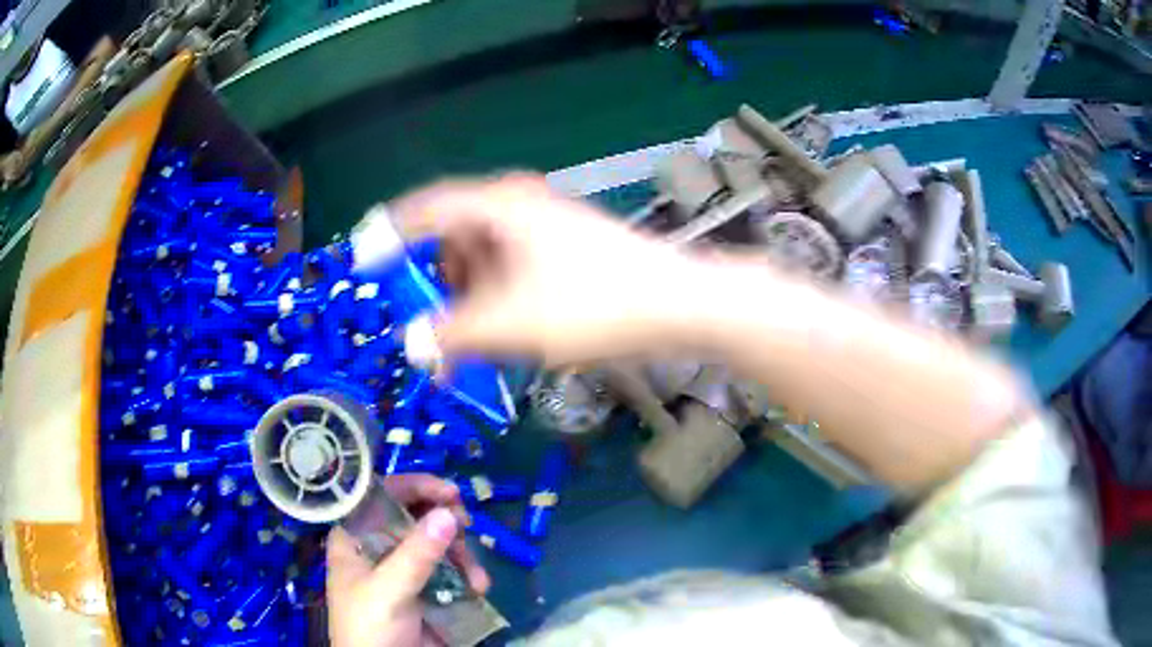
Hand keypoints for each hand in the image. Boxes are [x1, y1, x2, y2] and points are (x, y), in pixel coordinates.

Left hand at [326, 474, 489, 646]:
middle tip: (466, 526)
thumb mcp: (388, 591)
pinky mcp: (427, 590)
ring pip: (439, 544)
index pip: (382, 496)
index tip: (450, 492)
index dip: (414, 487)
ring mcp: (405, 570)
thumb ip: (416, 554)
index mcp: (356, 539)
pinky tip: (478, 589)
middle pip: (416, 517)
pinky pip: (451, 570)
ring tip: (475, 578)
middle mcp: (380, 548)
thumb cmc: (369, 628)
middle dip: (445, 523)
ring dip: (462, 555)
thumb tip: (448, 512)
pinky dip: (467, 575)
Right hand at [392, 175, 698, 365]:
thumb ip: (453, 334)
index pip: (425, 210)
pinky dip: (497, 298)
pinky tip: (501, 332)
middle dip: (435, 284)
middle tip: (428, 325)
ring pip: (484, 257)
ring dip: (467, 298)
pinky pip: (512, 267)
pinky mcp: (565, 248)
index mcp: (498, 205)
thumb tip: (413, 344)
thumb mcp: (512, 324)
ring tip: (467, 343)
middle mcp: (518, 204)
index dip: (389, 236)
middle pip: (454, 236)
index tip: (366, 264)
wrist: (679, 304)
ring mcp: (545, 225)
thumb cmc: (593, 305)